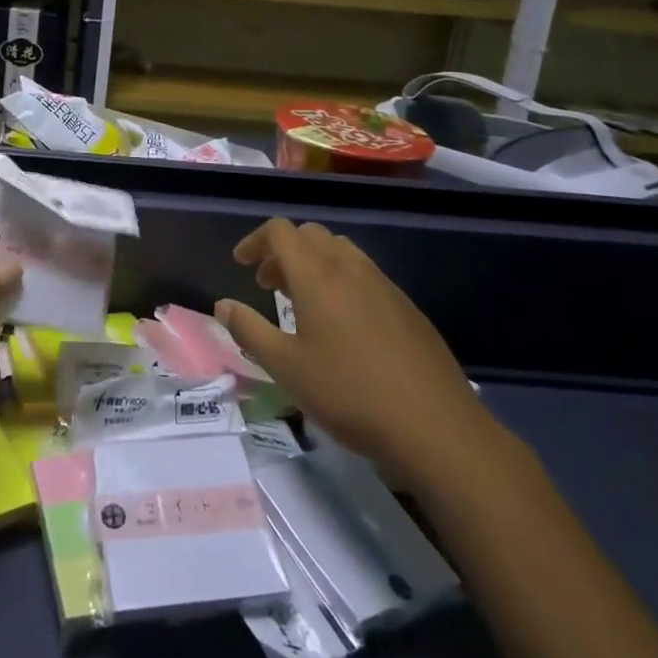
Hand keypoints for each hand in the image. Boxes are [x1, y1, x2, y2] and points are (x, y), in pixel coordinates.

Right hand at [216, 218, 499, 495]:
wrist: (435, 426)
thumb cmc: (349, 393)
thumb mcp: (286, 367)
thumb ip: (249, 330)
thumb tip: (222, 305)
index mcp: (316, 274)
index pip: (281, 231)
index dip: (256, 241)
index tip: (242, 264)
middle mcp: (350, 267)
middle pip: (310, 235)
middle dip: (283, 251)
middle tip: (269, 285)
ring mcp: (383, 284)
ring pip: (340, 251)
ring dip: (314, 263)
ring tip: (303, 303)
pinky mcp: (406, 306)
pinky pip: (365, 274)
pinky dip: (341, 280)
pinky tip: (343, 325)